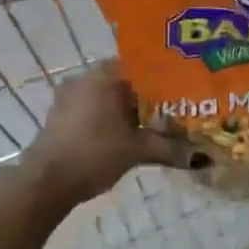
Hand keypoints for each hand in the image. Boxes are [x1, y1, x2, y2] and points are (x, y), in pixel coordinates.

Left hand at [24, 60, 184, 204]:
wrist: (46, 182)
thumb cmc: (94, 154)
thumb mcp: (137, 150)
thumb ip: (169, 147)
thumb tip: (202, 156)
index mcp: (105, 75)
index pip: (142, 65)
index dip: (163, 79)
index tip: (180, 93)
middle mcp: (85, 76)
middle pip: (124, 80)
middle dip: (146, 97)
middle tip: (169, 113)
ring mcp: (68, 95)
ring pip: (106, 94)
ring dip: (125, 109)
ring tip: (148, 127)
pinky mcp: (59, 114)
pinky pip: (91, 107)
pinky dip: (107, 117)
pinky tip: (121, 136)